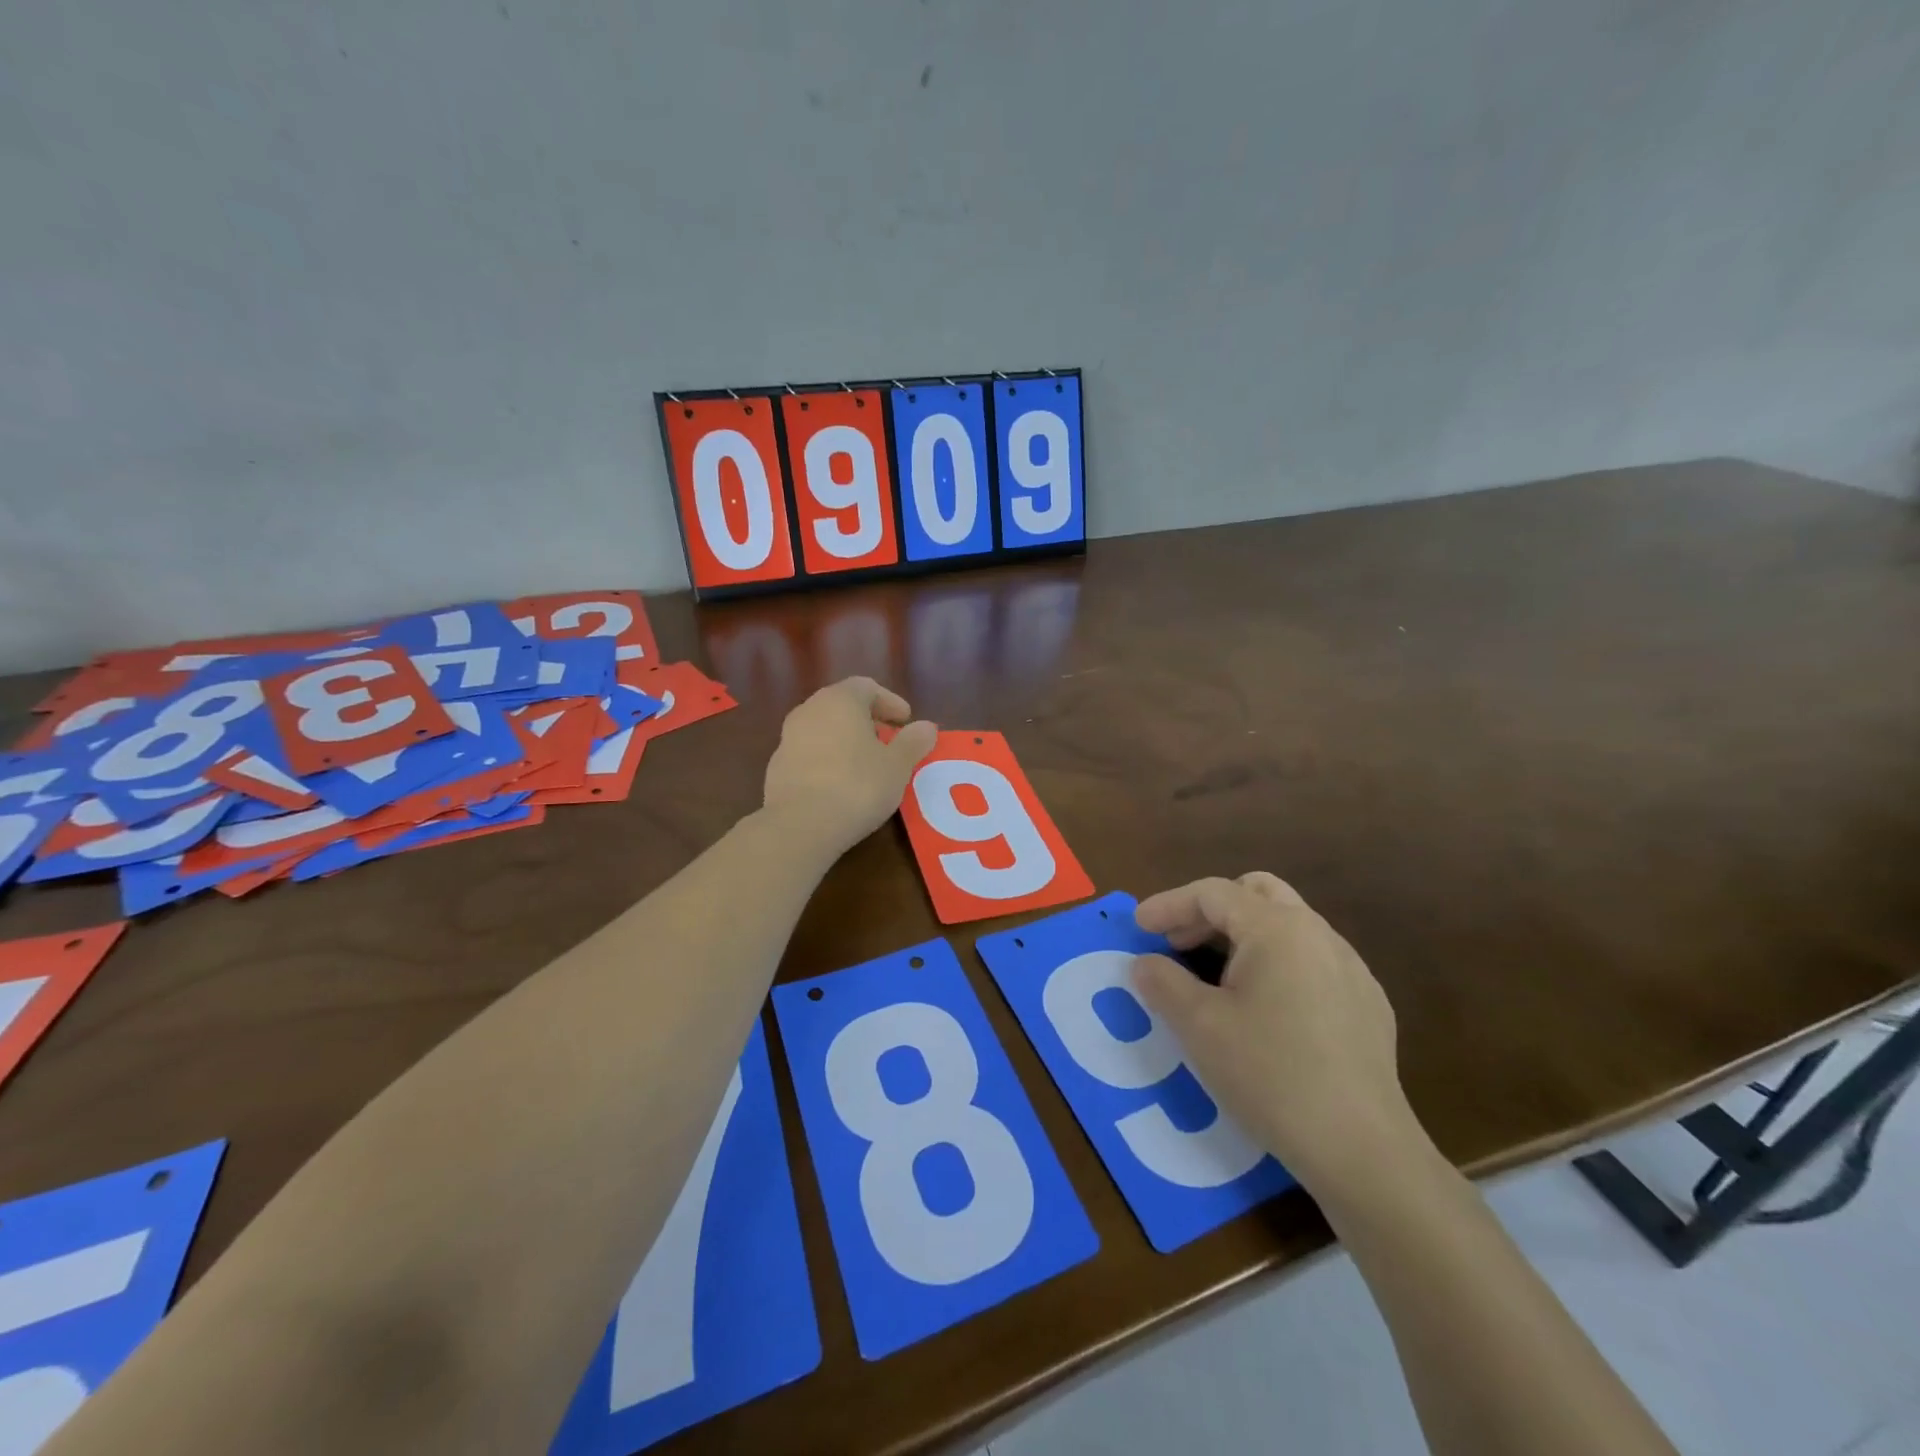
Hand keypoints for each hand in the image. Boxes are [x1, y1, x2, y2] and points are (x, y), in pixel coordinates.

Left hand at [762, 677, 936, 856]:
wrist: (800, 825)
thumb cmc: (857, 785)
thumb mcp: (897, 765)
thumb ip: (913, 742)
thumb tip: (927, 727)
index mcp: (840, 700)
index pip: (867, 687)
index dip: (890, 702)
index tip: (906, 721)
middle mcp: (809, 710)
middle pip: (842, 706)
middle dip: (868, 720)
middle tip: (889, 740)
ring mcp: (788, 738)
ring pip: (823, 729)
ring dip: (846, 740)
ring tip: (867, 764)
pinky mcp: (776, 767)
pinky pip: (809, 753)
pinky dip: (828, 759)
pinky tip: (841, 784)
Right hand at [1131, 873, 1428, 1195]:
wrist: (1362, 1150)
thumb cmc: (1270, 1075)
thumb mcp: (1199, 1026)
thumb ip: (1162, 982)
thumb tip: (1144, 963)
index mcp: (1277, 928)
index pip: (1212, 893)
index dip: (1168, 904)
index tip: (1137, 928)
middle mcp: (1318, 934)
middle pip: (1255, 893)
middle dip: (1209, 910)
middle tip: (1177, 943)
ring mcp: (1350, 968)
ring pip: (1287, 925)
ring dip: (1243, 935)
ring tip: (1214, 975)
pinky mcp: (1367, 1004)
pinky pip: (1311, 960)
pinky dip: (1275, 963)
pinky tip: (1264, 1010)